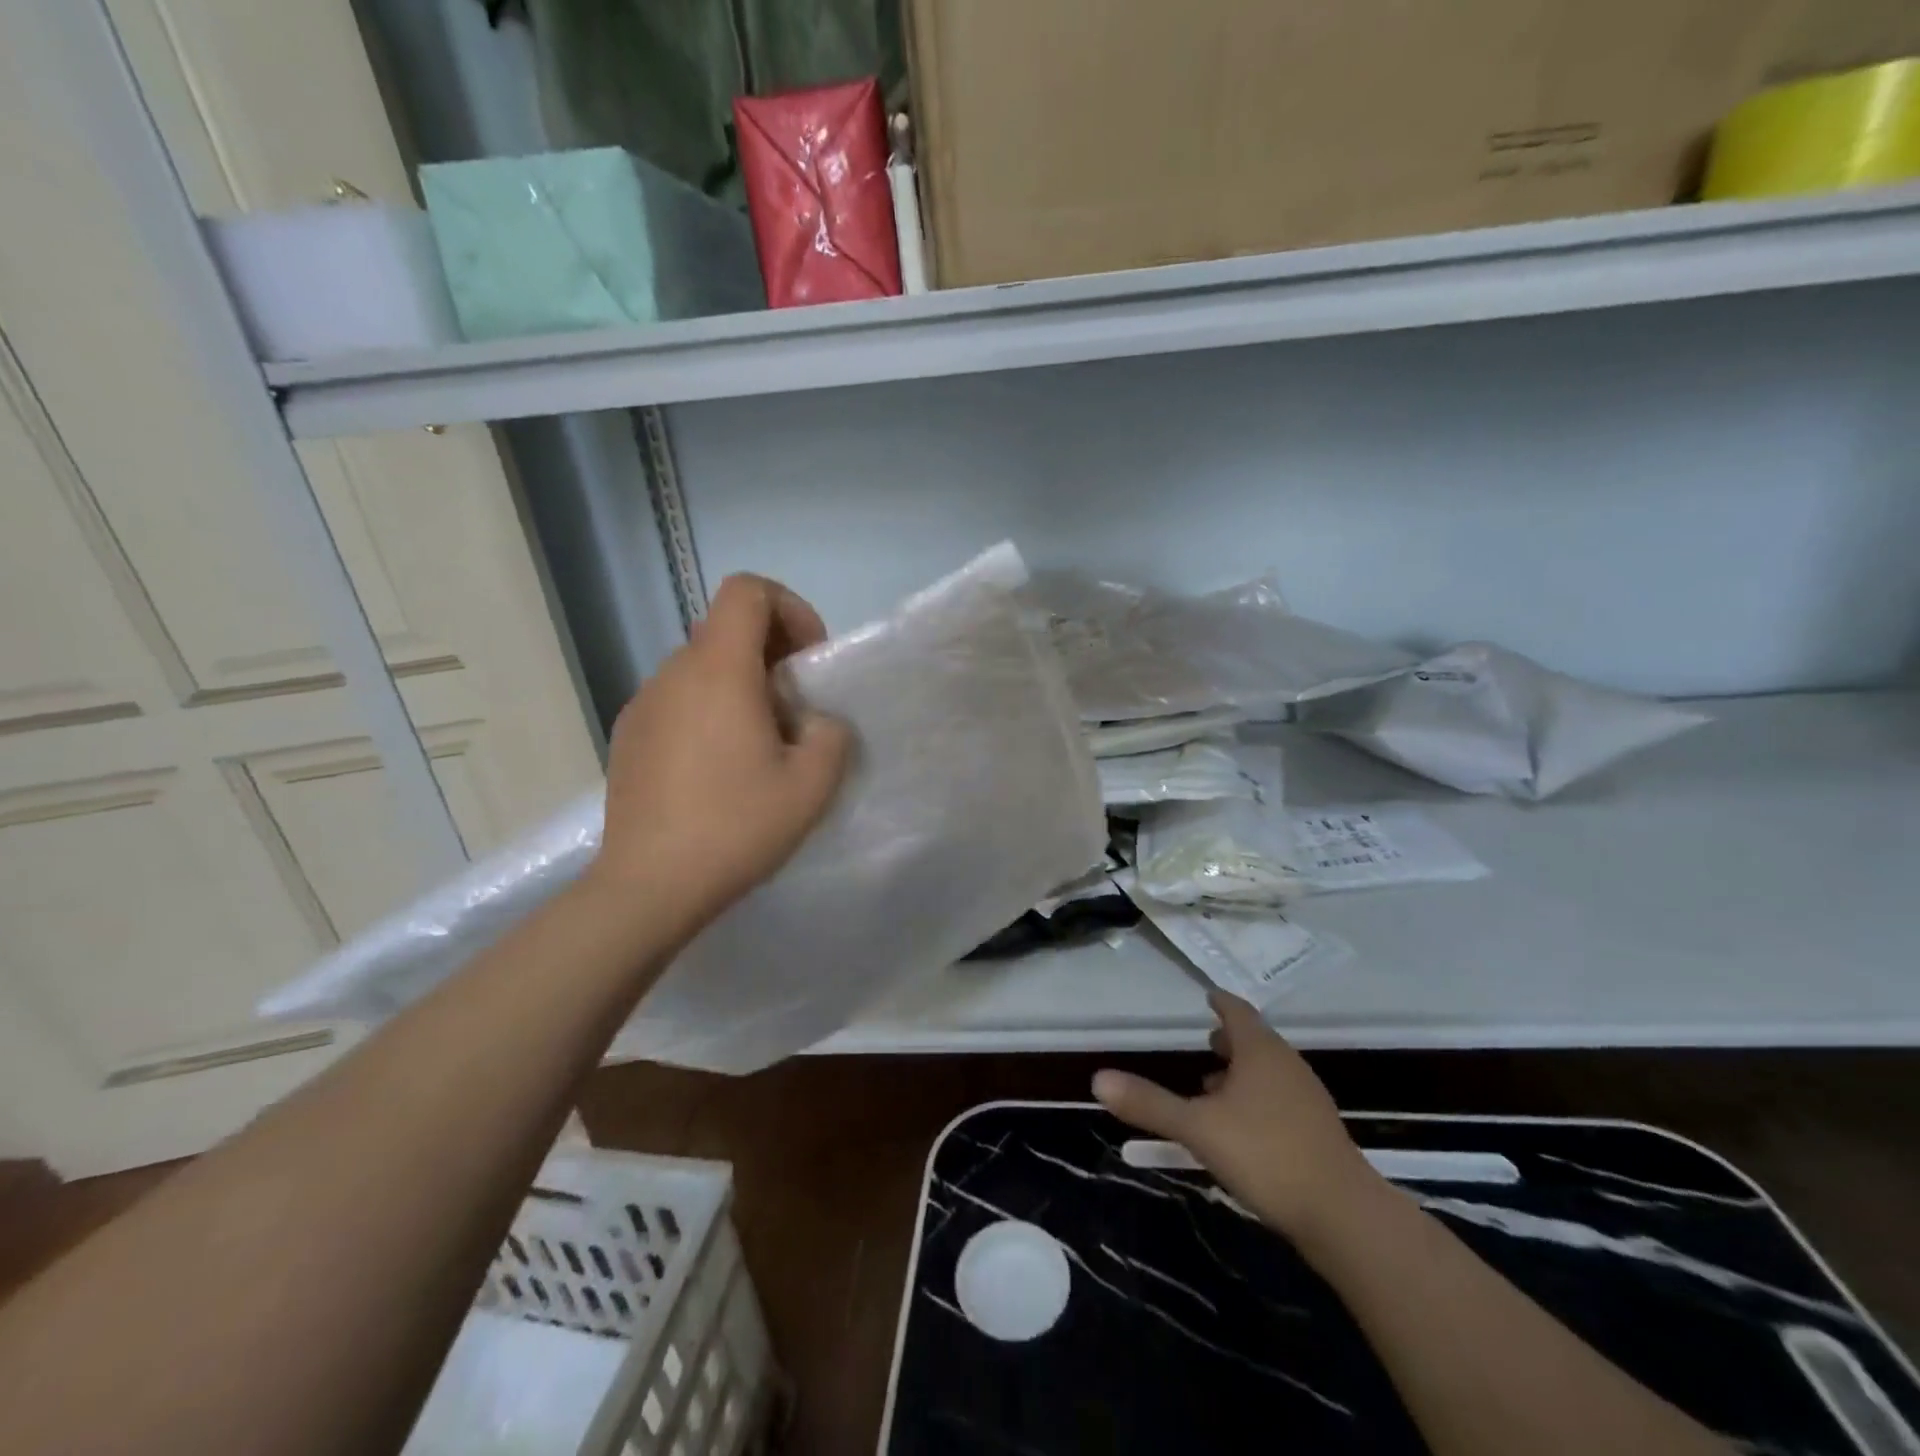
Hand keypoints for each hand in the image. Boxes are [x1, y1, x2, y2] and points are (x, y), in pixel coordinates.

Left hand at [586, 574, 852, 935]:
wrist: (649, 886)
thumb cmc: (736, 826)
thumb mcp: (812, 785)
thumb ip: (832, 735)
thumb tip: (814, 724)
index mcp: (719, 669)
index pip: (748, 590)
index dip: (790, 608)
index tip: (808, 660)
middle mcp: (673, 673)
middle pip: (726, 629)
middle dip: (771, 654)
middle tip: (795, 711)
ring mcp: (642, 704)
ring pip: (702, 668)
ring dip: (740, 687)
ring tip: (759, 747)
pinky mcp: (628, 736)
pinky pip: (678, 702)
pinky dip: (708, 712)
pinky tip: (718, 771)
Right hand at [1094, 991, 1382, 1242]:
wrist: (1344, 1216)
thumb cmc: (1266, 1155)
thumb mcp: (1198, 1128)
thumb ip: (1150, 1103)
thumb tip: (1098, 1078)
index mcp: (1260, 1052)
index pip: (1238, 1012)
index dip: (1221, 1002)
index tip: (1208, 996)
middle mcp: (1287, 1065)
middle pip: (1255, 1041)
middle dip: (1230, 1039)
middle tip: (1206, 1041)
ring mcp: (1307, 1099)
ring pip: (1269, 1073)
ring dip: (1242, 1073)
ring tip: (1213, 1086)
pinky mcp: (1318, 1133)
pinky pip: (1280, 1100)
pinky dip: (1257, 1099)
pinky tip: (1241, 1127)